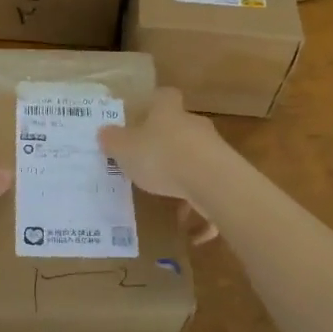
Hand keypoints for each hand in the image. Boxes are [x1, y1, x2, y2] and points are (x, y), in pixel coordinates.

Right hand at [97, 88, 222, 243]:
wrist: (212, 181)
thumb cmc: (161, 157)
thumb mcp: (125, 149)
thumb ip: (113, 141)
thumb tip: (104, 132)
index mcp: (168, 112)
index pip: (163, 97)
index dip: (153, 105)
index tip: (142, 118)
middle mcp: (193, 125)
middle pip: (180, 128)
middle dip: (167, 145)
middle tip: (149, 164)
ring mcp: (214, 150)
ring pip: (196, 160)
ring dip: (184, 178)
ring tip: (169, 204)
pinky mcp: (228, 176)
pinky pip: (211, 192)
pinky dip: (202, 209)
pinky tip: (192, 234)